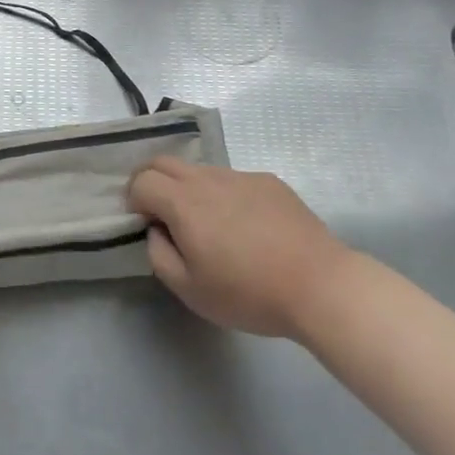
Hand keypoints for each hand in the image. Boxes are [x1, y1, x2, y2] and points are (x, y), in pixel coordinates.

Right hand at [128, 158, 351, 338]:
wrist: (320, 285)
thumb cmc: (249, 292)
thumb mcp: (190, 290)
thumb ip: (159, 255)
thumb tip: (156, 231)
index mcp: (184, 202)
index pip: (142, 180)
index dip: (134, 199)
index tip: (145, 224)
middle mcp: (208, 178)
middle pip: (164, 161)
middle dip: (151, 181)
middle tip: (160, 213)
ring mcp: (241, 176)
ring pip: (199, 170)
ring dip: (187, 188)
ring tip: (208, 225)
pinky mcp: (269, 181)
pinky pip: (232, 179)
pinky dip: (223, 194)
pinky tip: (245, 227)